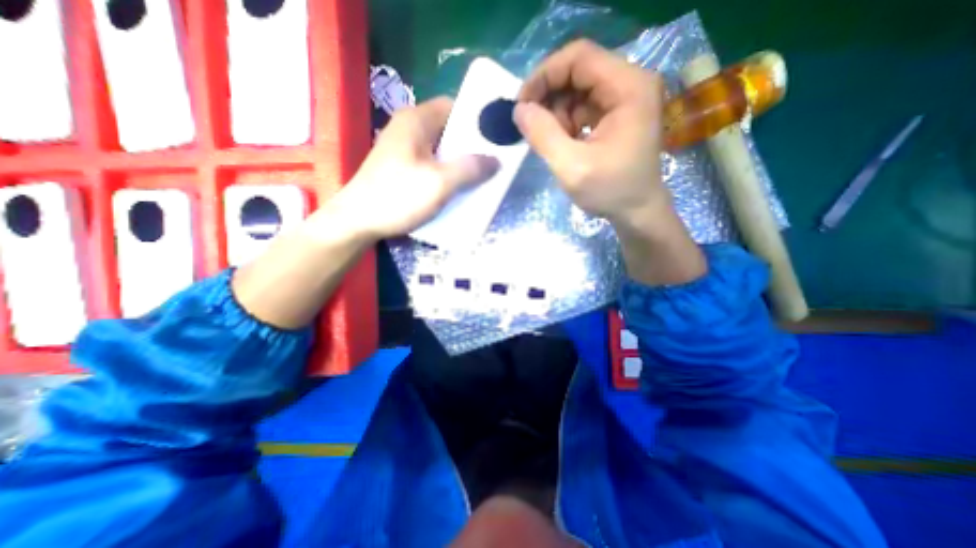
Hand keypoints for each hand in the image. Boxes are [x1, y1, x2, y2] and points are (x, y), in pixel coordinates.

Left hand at [333, 96, 503, 242]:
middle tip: (492, 161)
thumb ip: (470, 168)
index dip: (476, 120)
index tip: (495, 138)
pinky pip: (430, 163)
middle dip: (470, 145)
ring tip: (479, 176)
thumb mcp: (440, 183)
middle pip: (447, 129)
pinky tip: (456, 187)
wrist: (357, 221)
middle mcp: (408, 128)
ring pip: (440, 148)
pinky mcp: (400, 167)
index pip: (453, 106)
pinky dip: (445, 172)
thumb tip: (496, 160)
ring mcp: (402, 149)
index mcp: (416, 120)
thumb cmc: (398, 196)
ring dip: (459, 161)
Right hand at [514, 38, 666, 229]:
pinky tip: (564, 143)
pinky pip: (583, 105)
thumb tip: (519, 110)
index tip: (522, 104)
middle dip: (549, 97)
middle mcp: (631, 83)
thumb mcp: (571, 166)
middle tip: (532, 126)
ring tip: (553, 142)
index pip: (579, 57)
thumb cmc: (610, 191)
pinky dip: (567, 122)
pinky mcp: (618, 113)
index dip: (544, 75)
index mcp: (629, 87)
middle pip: (578, 71)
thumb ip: (543, 135)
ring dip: (557, 113)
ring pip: (578, 89)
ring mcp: (626, 98)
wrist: (637, 211)